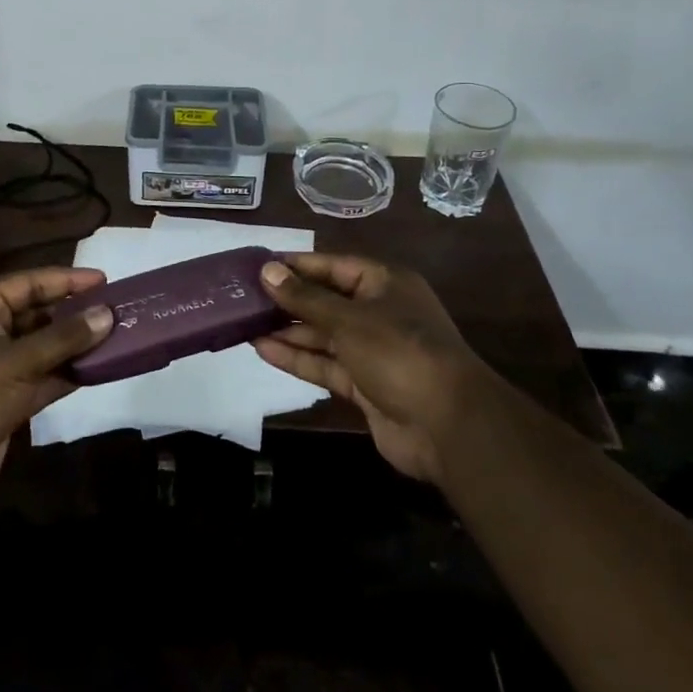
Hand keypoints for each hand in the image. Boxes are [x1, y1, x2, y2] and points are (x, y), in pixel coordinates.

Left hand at [0, 267, 113, 517]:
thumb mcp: (14, 362)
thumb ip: (62, 339)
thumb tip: (106, 315)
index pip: (27, 283)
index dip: (64, 279)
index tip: (103, 280)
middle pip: (38, 314)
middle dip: (74, 312)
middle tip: (116, 309)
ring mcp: (0, 370)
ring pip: (45, 349)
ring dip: (76, 345)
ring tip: (117, 336)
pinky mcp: (9, 403)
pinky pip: (46, 379)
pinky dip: (70, 375)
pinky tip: (101, 370)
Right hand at [253, 253, 480, 484]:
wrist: (448, 427)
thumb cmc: (399, 352)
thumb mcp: (348, 318)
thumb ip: (304, 297)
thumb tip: (266, 270)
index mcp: (384, 283)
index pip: (332, 265)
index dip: (296, 265)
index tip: (257, 265)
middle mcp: (378, 312)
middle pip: (325, 300)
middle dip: (287, 300)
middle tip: (244, 297)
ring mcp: (372, 350)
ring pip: (322, 334)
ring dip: (287, 330)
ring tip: (244, 323)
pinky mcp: (364, 385)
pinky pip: (325, 364)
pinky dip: (297, 358)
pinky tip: (263, 349)